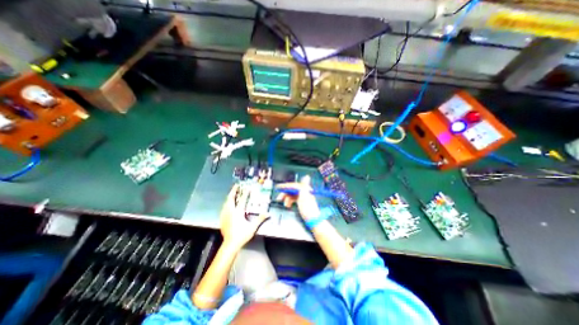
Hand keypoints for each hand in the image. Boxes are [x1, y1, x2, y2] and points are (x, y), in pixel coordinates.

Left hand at [221, 184, 269, 249]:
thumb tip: (267, 213)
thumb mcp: (252, 227)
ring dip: (229, 197)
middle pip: (231, 199)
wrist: (230, 244)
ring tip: (232, 193)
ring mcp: (225, 215)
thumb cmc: (242, 235)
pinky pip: (223, 208)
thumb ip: (260, 219)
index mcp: (238, 212)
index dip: (246, 193)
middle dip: (233, 191)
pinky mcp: (222, 219)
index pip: (242, 200)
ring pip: (226, 203)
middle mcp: (230, 212)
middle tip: (236, 186)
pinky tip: (227, 205)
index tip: (248, 188)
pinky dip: (226, 203)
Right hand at [275, 175, 320, 220]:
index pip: (294, 185)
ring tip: (284, 204)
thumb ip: (304, 186)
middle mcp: (304, 192)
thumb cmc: (309, 209)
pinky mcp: (301, 202)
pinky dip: (289, 202)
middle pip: (292, 190)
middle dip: (285, 194)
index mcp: (305, 189)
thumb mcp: (305, 197)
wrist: (313, 221)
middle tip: (279, 198)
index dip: (286, 186)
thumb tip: (307, 176)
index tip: (278, 187)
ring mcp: (303, 197)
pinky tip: (287, 205)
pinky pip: (293, 199)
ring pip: (292, 195)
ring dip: (286, 199)